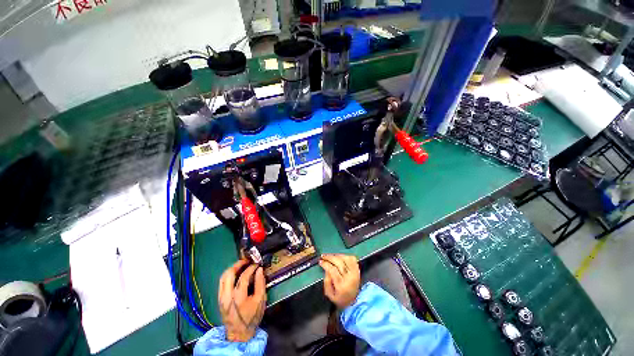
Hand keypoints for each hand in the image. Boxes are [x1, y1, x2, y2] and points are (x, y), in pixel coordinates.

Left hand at [218, 260, 266, 341]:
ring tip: (241, 265)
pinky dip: (228, 275)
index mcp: (238, 297)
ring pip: (223, 277)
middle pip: (228, 274)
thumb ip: (260, 283)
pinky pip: (221, 283)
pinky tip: (235, 274)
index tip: (257, 264)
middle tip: (246, 260)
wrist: (238, 334)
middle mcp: (227, 296)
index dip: (251, 268)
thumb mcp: (260, 301)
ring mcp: (221, 298)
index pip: (244, 277)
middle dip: (238, 264)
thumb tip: (259, 270)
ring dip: (232, 269)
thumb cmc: (252, 317)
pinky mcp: (219, 299)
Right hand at [319, 254, 360, 308]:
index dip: (326, 264)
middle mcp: (350, 278)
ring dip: (337, 255)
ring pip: (345, 259)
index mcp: (342, 285)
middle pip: (339, 262)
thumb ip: (326, 281)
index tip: (320, 261)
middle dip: (330, 257)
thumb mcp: (329, 294)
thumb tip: (326, 269)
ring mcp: (355, 273)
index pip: (333, 270)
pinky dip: (345, 256)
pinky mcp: (357, 270)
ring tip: (330, 256)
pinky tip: (339, 257)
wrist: (353, 302)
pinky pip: (352, 259)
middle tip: (323, 256)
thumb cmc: (340, 298)